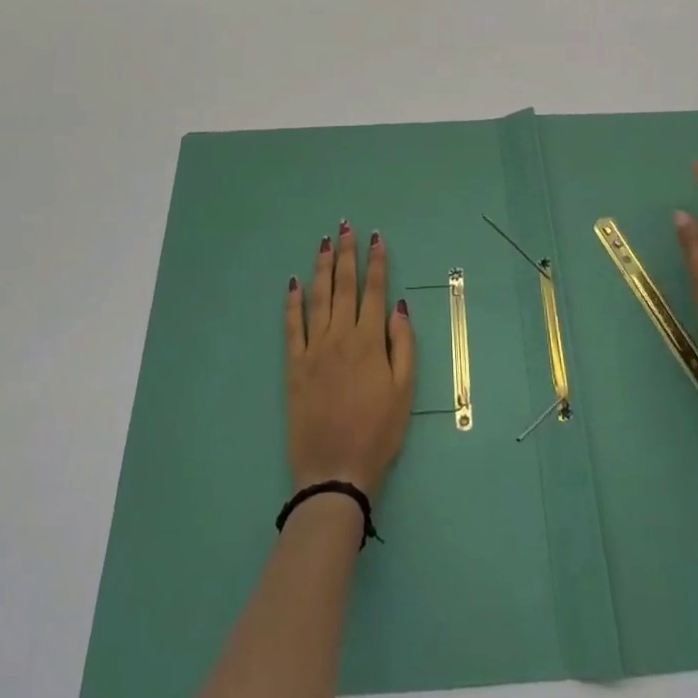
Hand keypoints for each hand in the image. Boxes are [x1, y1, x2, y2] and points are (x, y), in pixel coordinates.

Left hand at [285, 222, 414, 498]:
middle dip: (346, 253)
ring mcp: (314, 348)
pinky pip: (292, 326)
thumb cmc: (378, 433)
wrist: (335, 471)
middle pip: (344, 285)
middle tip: (346, 226)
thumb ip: (404, 345)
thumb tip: (399, 306)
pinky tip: (294, 282)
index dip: (376, 262)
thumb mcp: (405, 391)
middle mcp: (341, 335)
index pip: (375, 290)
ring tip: (325, 242)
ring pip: (319, 297)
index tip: (376, 238)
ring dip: (322, 267)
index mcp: (370, 340)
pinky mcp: (294, 365)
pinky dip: (293, 302)